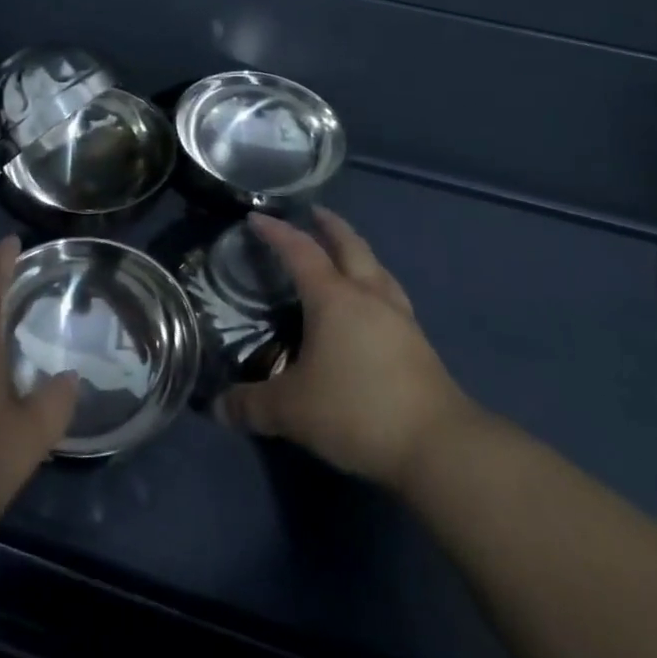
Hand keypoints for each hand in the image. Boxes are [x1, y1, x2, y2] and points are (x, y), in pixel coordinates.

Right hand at [217, 209, 482, 491]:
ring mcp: (399, 316)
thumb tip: (218, 407)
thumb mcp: (293, 411)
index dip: (277, 232)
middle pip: (349, 245)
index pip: (300, 251)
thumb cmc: (357, 410)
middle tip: (314, 213)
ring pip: (376, 267)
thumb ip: (253, 405)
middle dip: (330, 225)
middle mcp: (367, 295)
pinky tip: (373, 304)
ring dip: (358, 251)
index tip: (257, 218)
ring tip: (346, 252)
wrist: (438, 445)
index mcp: (333, 297)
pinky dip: (375, 283)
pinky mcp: (418, 343)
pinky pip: (391, 295)